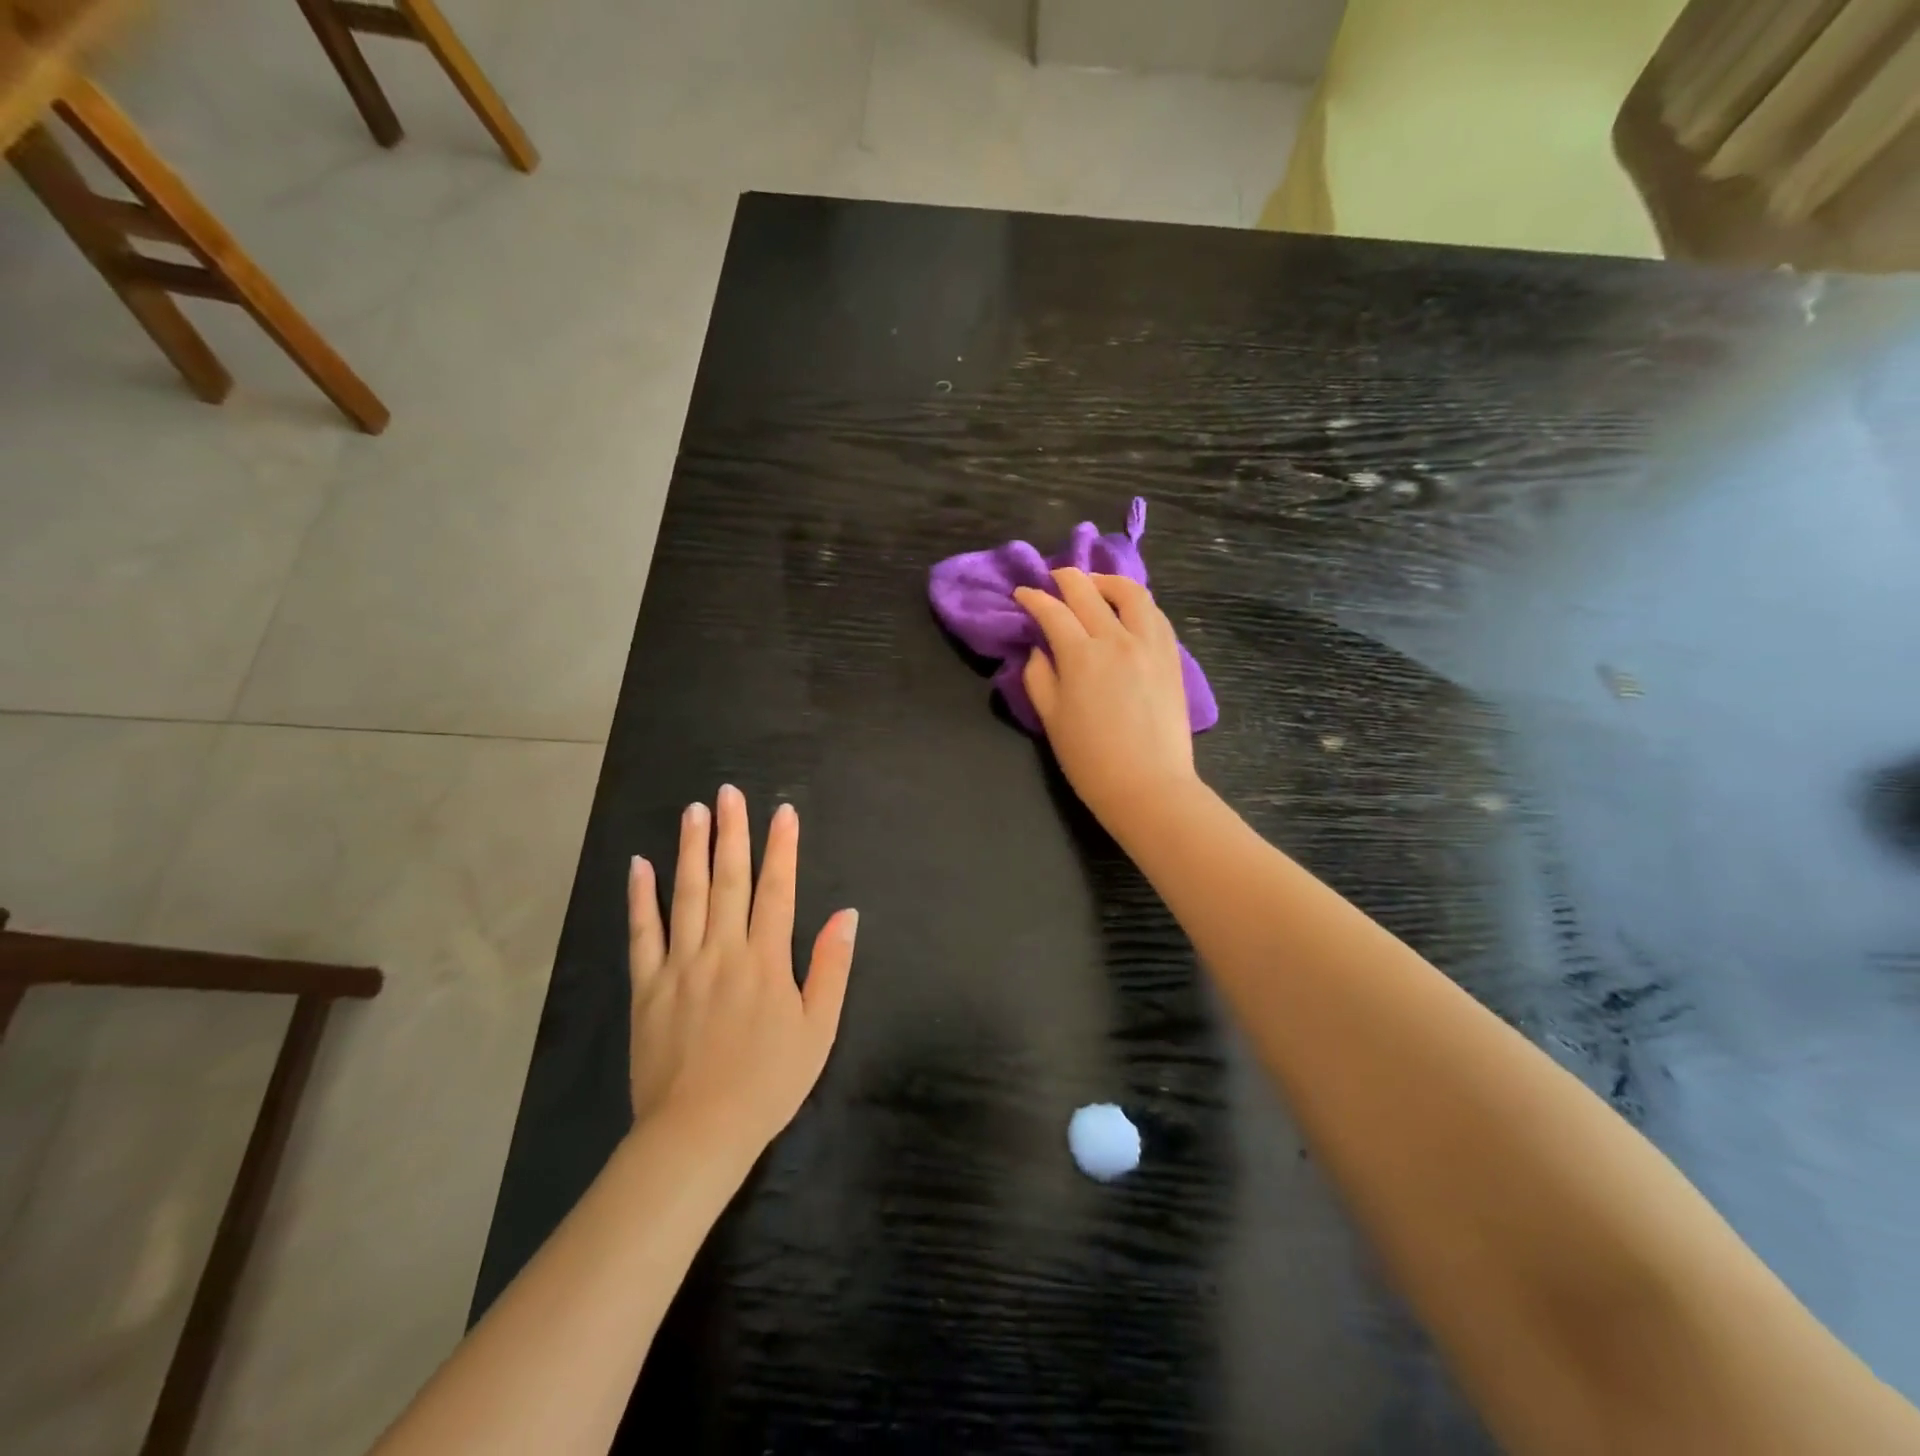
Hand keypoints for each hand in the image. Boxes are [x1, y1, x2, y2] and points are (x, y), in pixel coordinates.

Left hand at [626, 785, 857, 1151]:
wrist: (698, 1132)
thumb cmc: (768, 1083)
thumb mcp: (818, 1029)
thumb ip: (831, 968)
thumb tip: (846, 914)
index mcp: (766, 960)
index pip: (777, 889)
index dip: (781, 848)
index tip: (782, 811)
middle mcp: (723, 950)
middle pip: (728, 880)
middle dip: (732, 833)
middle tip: (728, 793)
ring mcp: (681, 966)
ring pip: (686, 895)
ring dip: (691, 849)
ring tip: (694, 812)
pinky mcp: (647, 987)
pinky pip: (642, 934)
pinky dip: (641, 898)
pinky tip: (640, 865)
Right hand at [1015, 568, 1197, 829]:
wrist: (1148, 787)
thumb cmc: (1090, 760)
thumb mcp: (1051, 719)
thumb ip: (1039, 676)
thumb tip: (1039, 648)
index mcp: (1080, 656)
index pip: (1052, 611)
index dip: (1033, 598)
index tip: (1022, 594)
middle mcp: (1116, 639)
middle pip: (1087, 592)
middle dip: (1065, 578)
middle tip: (1053, 578)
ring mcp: (1150, 644)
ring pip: (1130, 592)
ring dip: (1107, 581)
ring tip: (1094, 585)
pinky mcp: (1171, 656)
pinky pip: (1154, 614)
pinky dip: (1136, 602)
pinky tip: (1127, 609)